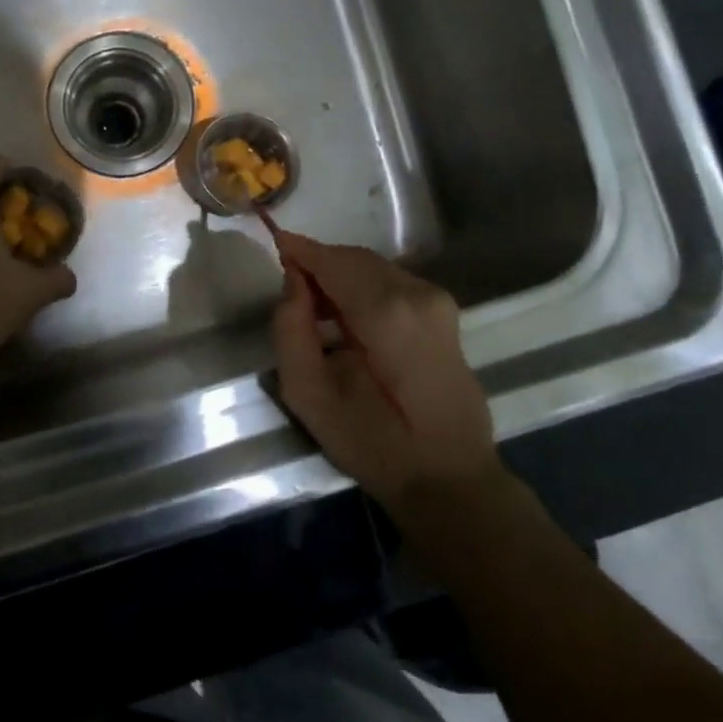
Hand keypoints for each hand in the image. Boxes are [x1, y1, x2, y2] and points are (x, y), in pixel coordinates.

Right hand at [270, 231, 500, 514]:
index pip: (333, 261)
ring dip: (340, 276)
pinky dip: (362, 288)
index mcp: (386, 312)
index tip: (273, 243)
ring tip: (314, 310)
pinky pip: (391, 282)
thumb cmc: (373, 443)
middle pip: (354, 259)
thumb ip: (291, 329)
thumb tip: (293, 281)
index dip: (300, 250)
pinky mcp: (444, 313)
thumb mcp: (309, 395)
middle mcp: (416, 293)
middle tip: (289, 289)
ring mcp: (436, 301)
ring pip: (373, 268)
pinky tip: (347, 320)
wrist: (449, 478)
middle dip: (319, 264)